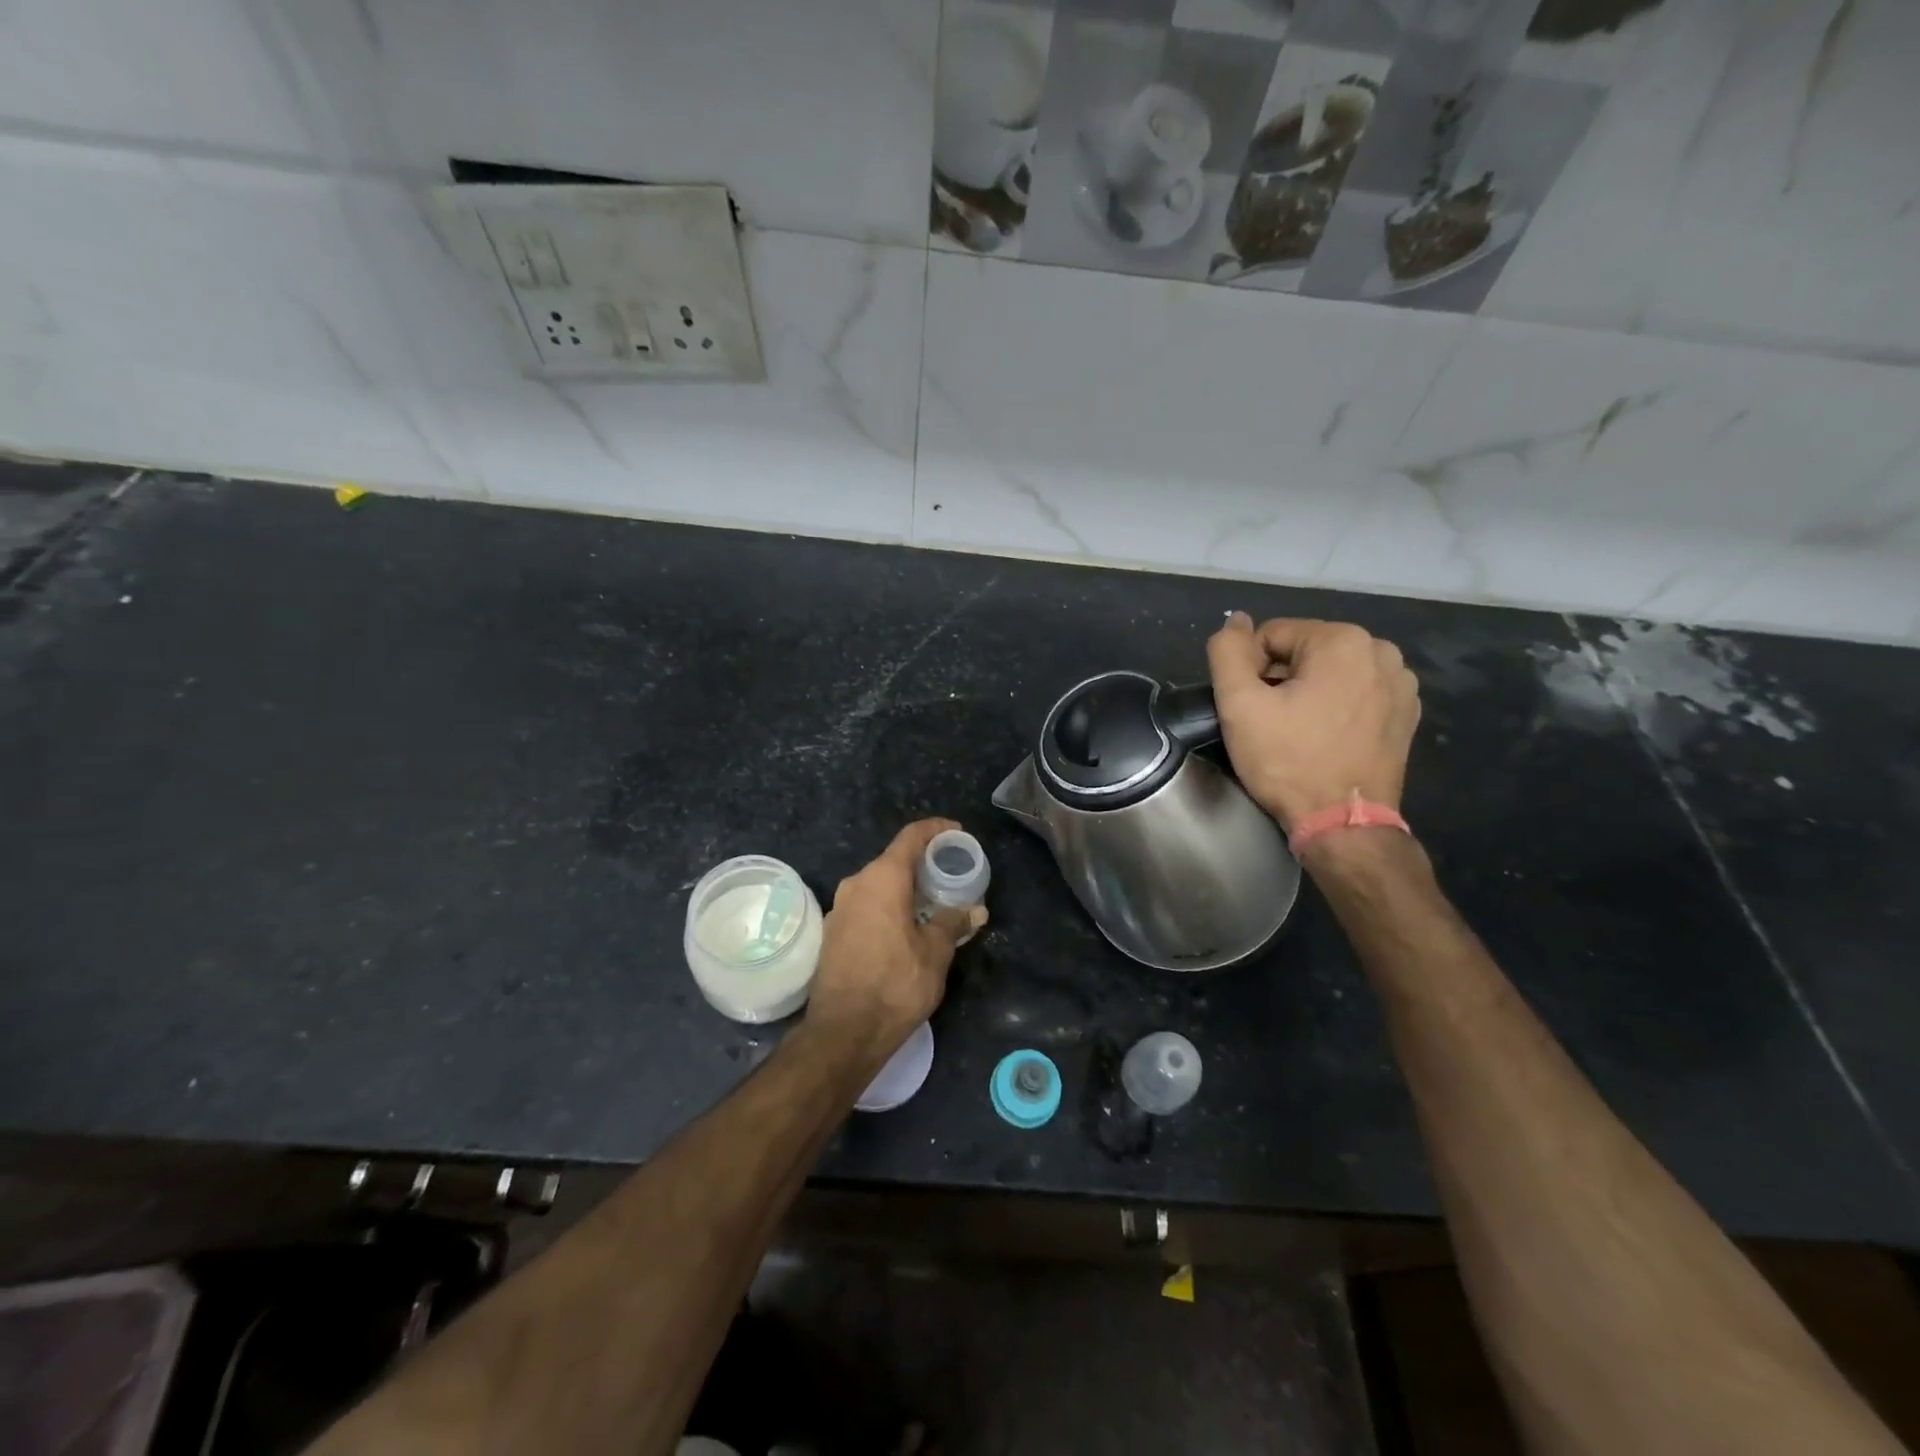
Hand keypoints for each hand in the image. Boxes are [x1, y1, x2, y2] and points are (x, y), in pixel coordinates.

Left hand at [805, 819, 986, 1061]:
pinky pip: (866, 906)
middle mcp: (856, 884)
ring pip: (878, 885)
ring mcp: (839, 909)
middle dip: (923, 864)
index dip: (936, 830)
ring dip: (905, 889)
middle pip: (893, 860)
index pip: (911, 837)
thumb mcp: (935, 952)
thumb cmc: (896, 984)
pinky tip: (906, 928)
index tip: (957, 833)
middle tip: (951, 876)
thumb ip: (954, 923)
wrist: (844, 1032)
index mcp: (882, 879)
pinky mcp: (832, 933)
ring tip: (933, 904)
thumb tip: (975, 910)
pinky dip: (888, 907)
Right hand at [1206, 613, 1420, 833]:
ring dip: (1309, 691)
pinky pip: (1357, 692)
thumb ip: (1228, 652)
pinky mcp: (1406, 712)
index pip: (1272, 635)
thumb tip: (1235, 620)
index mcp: (1342, 640)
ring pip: (1331, 671)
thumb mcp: (1239, 705)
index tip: (1250, 708)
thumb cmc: (1288, 761)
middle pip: (1304, 650)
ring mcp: (1401, 683)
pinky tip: (1326, 737)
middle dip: (1281, 678)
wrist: (1344, 824)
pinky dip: (1336, 706)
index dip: (1249, 669)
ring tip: (1298, 731)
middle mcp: (1381, 650)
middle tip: (1271, 722)